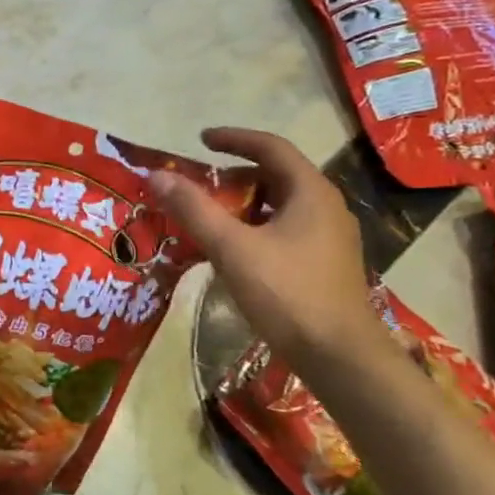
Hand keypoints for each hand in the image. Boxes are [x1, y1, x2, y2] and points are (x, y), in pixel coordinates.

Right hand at [148, 127, 378, 372]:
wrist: (339, 355)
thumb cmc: (287, 293)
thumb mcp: (232, 247)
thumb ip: (194, 209)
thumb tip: (156, 176)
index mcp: (310, 192)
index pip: (271, 148)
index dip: (234, 139)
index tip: (201, 140)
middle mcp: (325, 207)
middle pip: (276, 175)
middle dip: (235, 175)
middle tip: (199, 184)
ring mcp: (329, 237)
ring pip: (280, 205)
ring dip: (243, 203)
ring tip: (209, 216)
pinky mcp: (324, 263)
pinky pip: (284, 229)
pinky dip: (255, 227)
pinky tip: (233, 250)